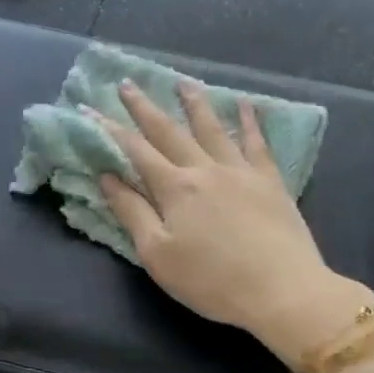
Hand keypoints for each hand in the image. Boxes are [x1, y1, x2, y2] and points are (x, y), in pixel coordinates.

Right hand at [97, 80, 372, 368]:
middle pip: (169, 131)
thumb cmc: (212, 281)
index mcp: (175, 188)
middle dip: (144, 108)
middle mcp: (205, 169)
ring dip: (194, 103)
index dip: (111, 130)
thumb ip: (132, 213)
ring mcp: (240, 171)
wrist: (282, 290)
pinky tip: (246, 105)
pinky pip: (257, 143)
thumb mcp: (158, 254)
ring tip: (183, 82)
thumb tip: (107, 177)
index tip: (91, 109)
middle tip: (127, 83)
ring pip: (212, 128)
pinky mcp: (270, 181)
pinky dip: (250, 121)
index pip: (135, 151)